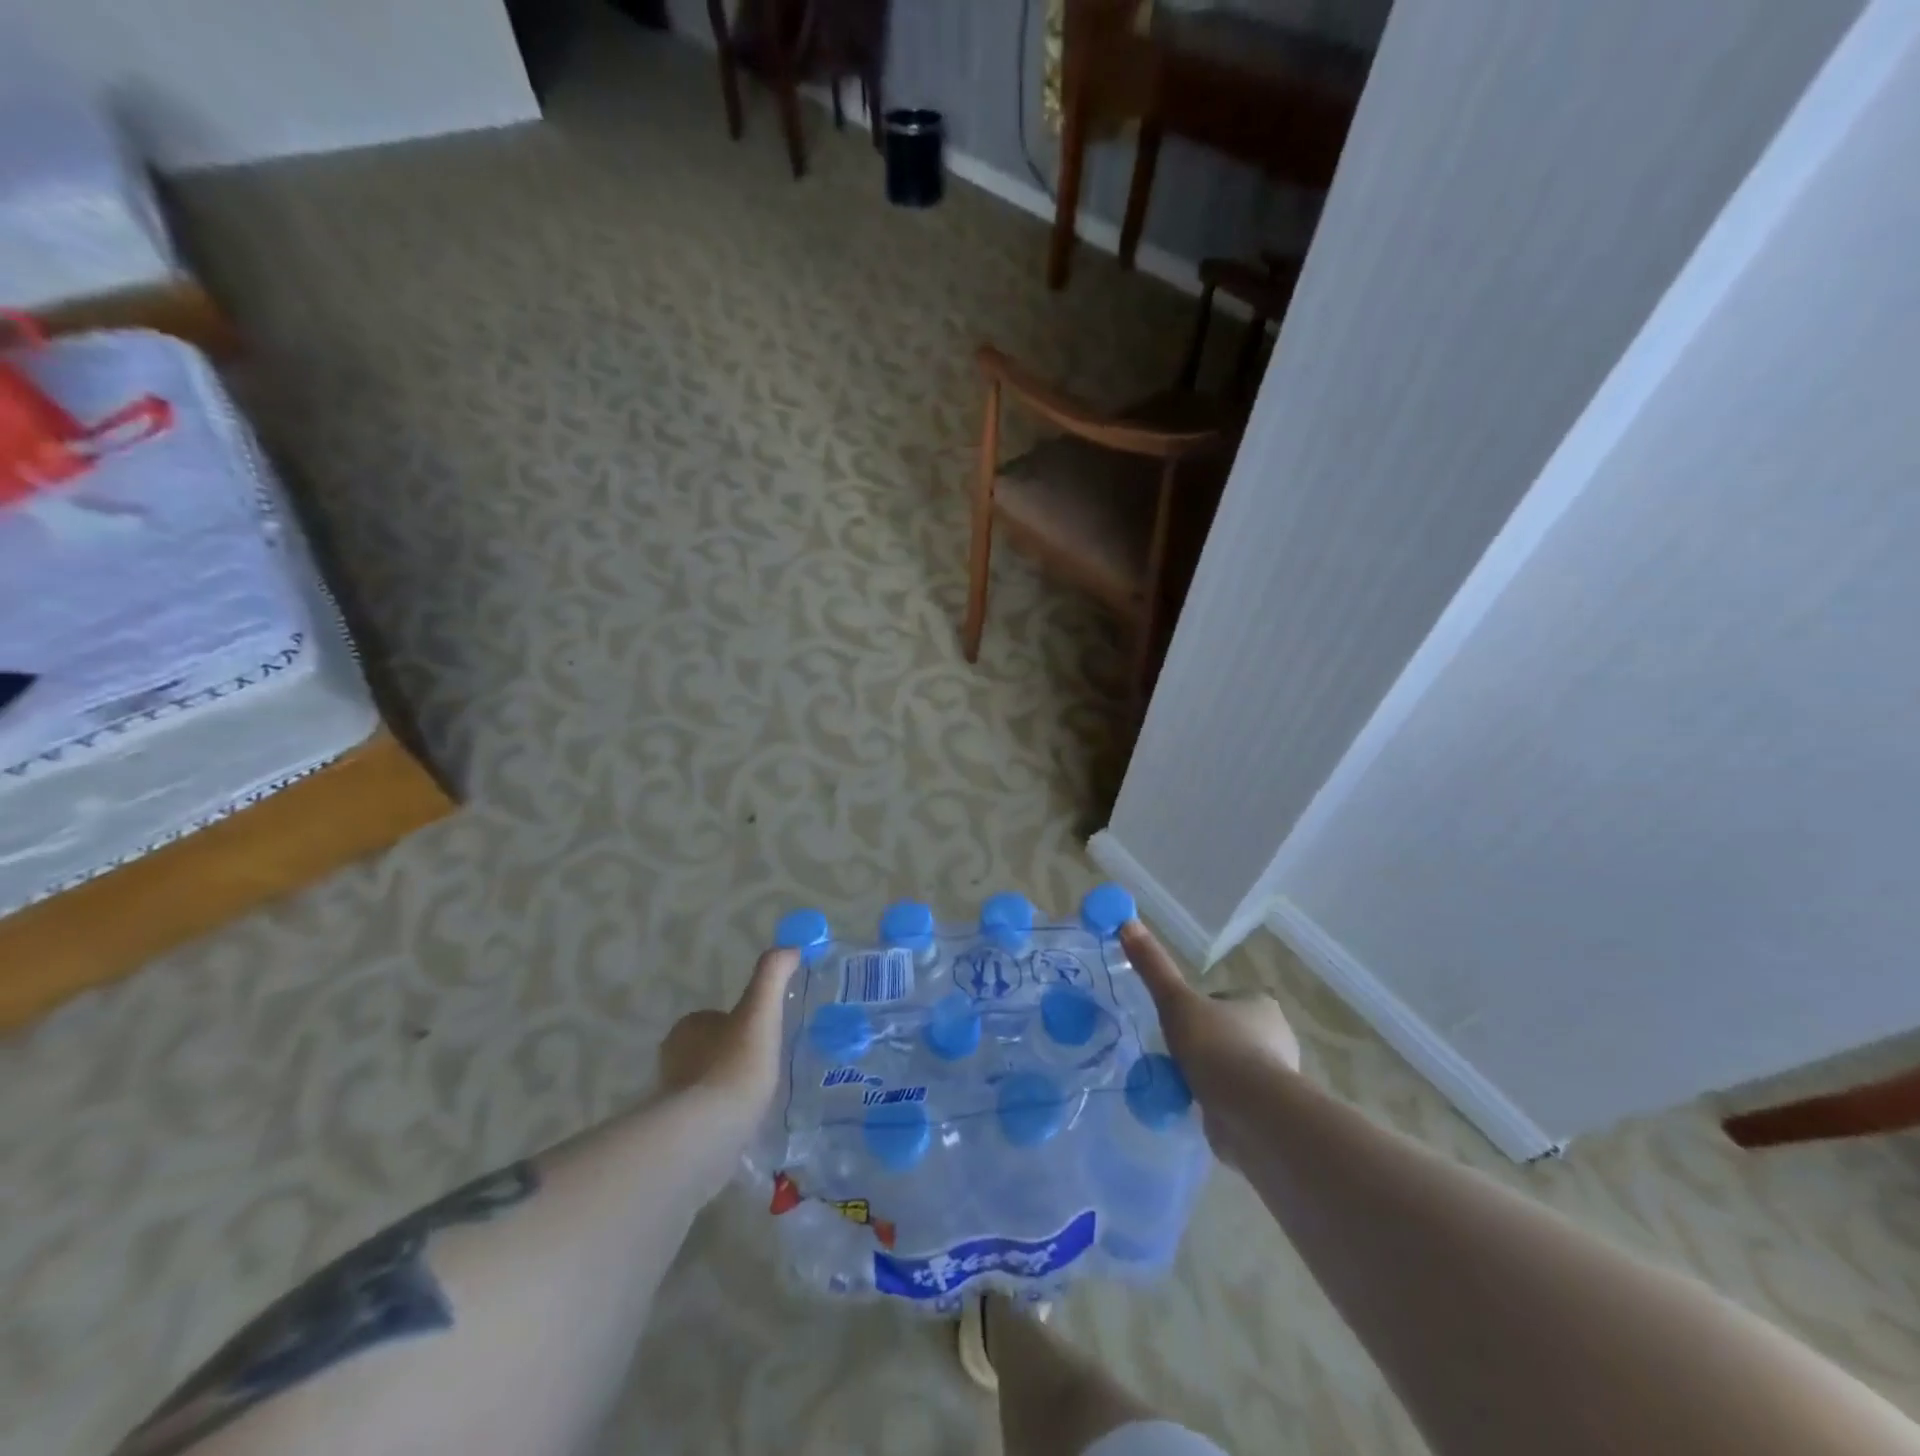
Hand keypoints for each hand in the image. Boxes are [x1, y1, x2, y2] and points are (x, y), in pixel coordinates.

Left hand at [658, 947, 800, 1118]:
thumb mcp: (760, 1010)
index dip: (745, 1025)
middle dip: (737, 1058)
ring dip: (731, 1090)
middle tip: (769, 1070)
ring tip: (763, 1100)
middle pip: (713, 1051)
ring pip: (710, 1086)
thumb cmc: (735, 1065)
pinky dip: (725, 1119)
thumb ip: (773, 974)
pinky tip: (747, 1126)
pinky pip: (708, 1118)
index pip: (718, 1019)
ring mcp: (672, 1101)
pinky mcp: (677, 1134)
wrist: (708, 1134)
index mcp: (687, 1029)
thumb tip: (791, 947)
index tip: (768, 1038)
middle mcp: (672, 1061)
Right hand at [1121, 919, 1300, 1168]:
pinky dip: (1215, 1101)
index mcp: (1260, 1004)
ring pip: (1230, 1066)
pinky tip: (1195, 1107)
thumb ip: (1153, 967)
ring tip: (1180, 1082)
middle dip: (1202, 1043)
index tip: (1177, 1022)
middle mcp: (1275, 1036)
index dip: (1198, 1008)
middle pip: (1226, 1032)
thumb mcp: (1176, 1002)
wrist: (1252, 1114)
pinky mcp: (1268, 1111)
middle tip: (1173, 1054)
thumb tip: (1127, 923)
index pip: (1223, 998)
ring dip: (1207, 1074)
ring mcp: (1275, 1076)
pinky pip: (1233, 1099)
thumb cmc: (1218, 1047)